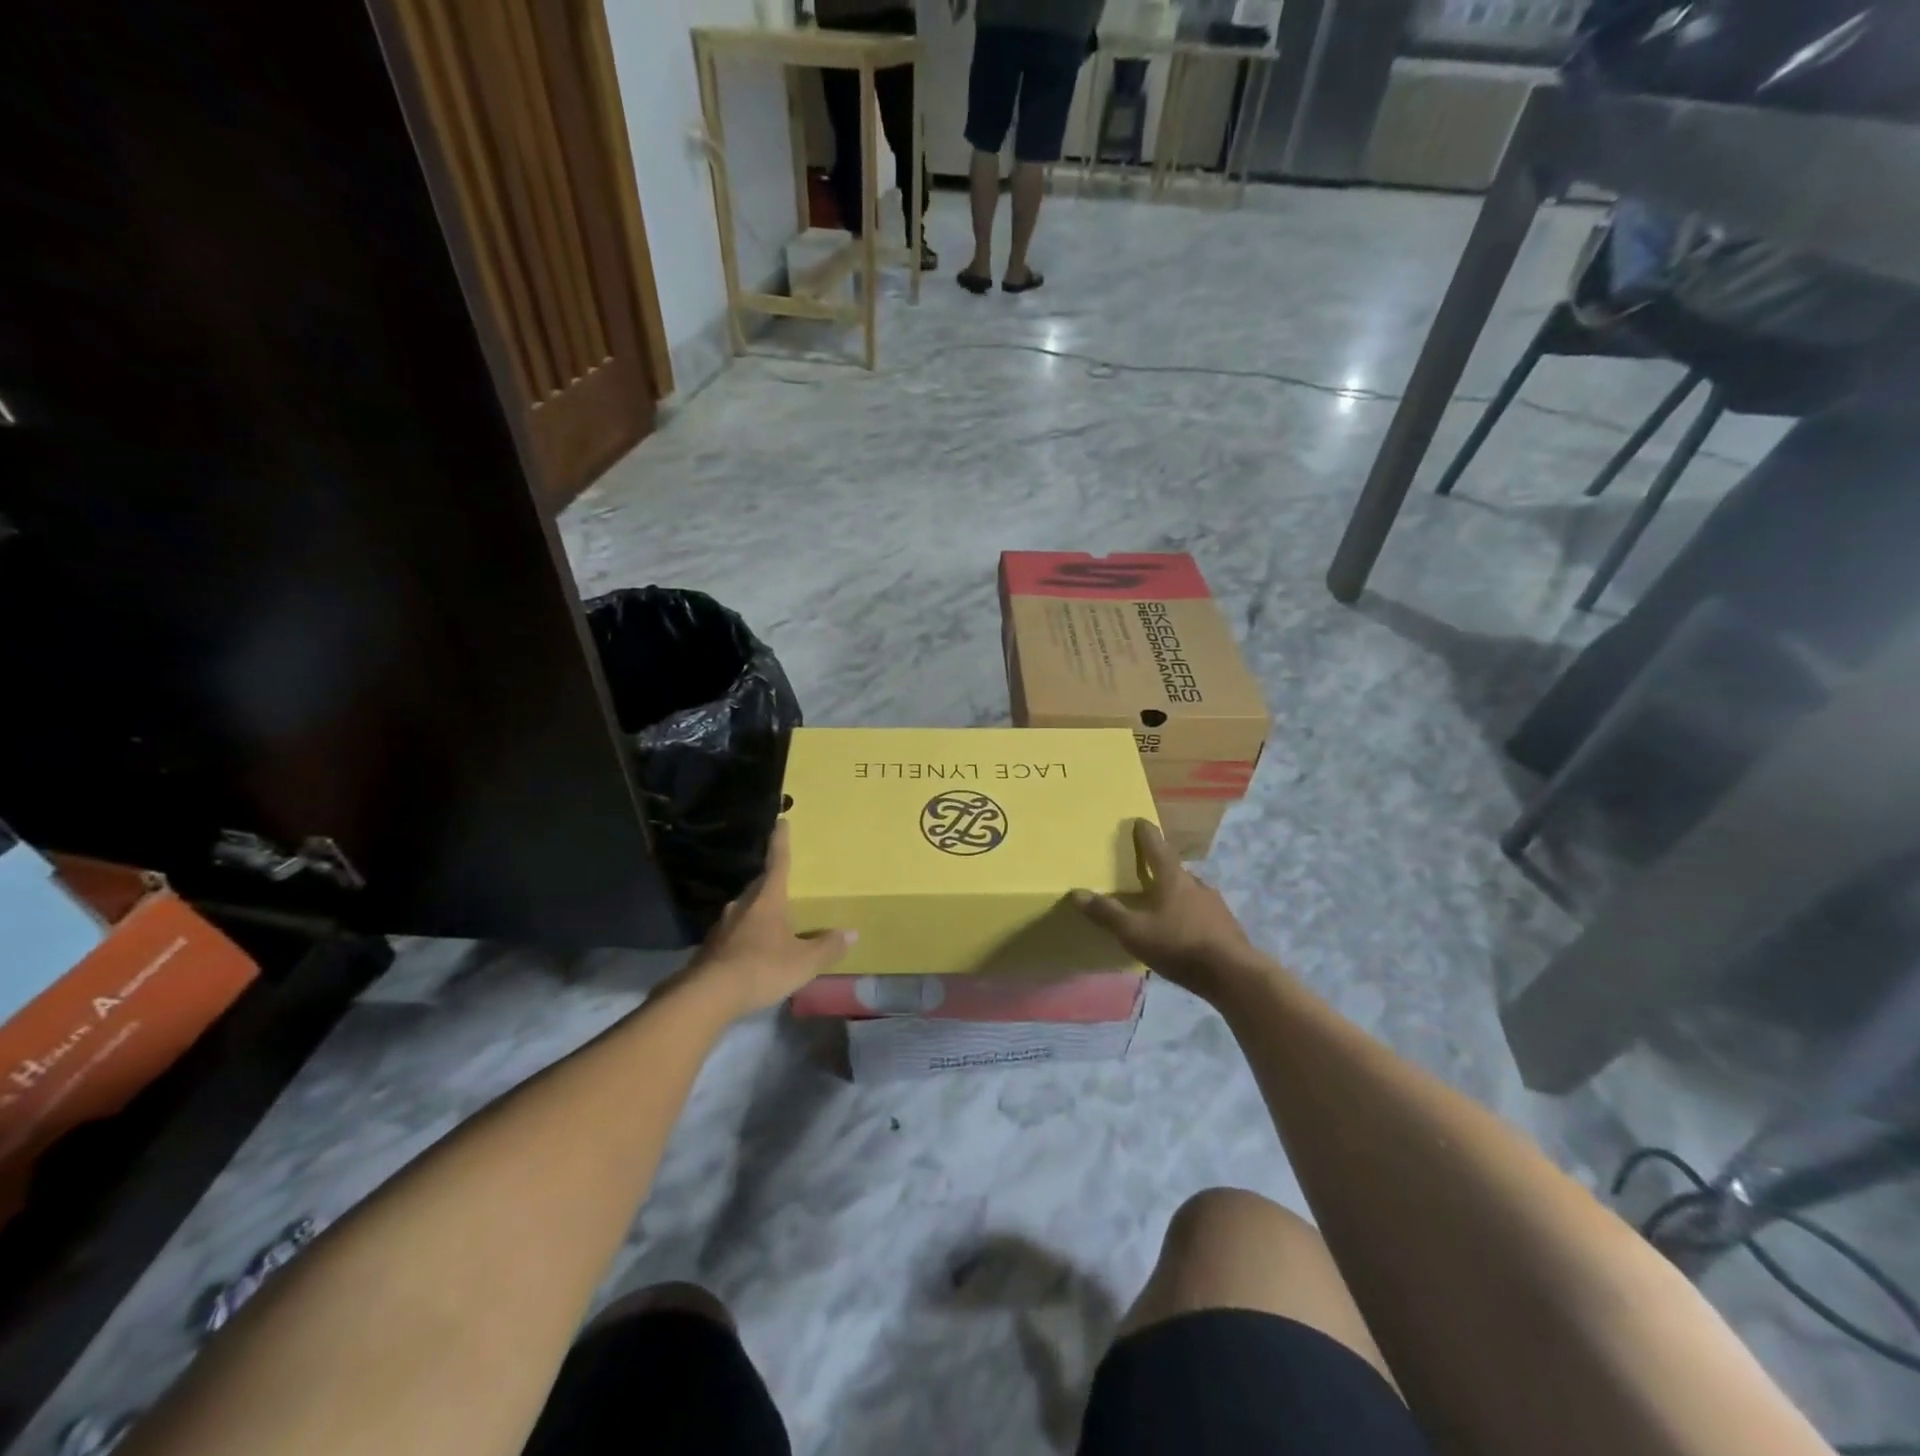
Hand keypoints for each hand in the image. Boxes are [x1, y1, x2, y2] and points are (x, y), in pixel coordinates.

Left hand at [687, 822, 853, 1017]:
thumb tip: (851, 933)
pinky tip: (751, 952)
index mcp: (767, 900)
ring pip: (743, 911)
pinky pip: (733, 935)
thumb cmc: (762, 968)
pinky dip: (745, 937)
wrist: (707, 996)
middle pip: (758, 887)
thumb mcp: (804, 961)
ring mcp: (722, 927)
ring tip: (770, 922)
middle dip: (770, 883)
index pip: (777, 863)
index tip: (781, 822)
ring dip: (756, 912)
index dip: (780, 843)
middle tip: (782, 883)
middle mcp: (741, 906)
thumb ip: (827, 947)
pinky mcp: (710, 949)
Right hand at [1072, 819, 1266, 1000]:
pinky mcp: (1227, 925)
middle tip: (1147, 868)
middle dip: (1160, 866)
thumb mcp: (1135, 931)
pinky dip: (1190, 913)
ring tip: (1163, 901)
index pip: (1156, 847)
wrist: (1234, 974)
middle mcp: (1195, 884)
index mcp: (1172, 879)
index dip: (1146, 833)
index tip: (1139, 821)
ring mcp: (1215, 904)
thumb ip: (1107, 913)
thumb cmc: (1179, 944)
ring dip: (1177, 892)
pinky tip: (1184, 927)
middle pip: (1175, 869)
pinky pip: (1202, 911)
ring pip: (1190, 890)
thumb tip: (1076, 893)